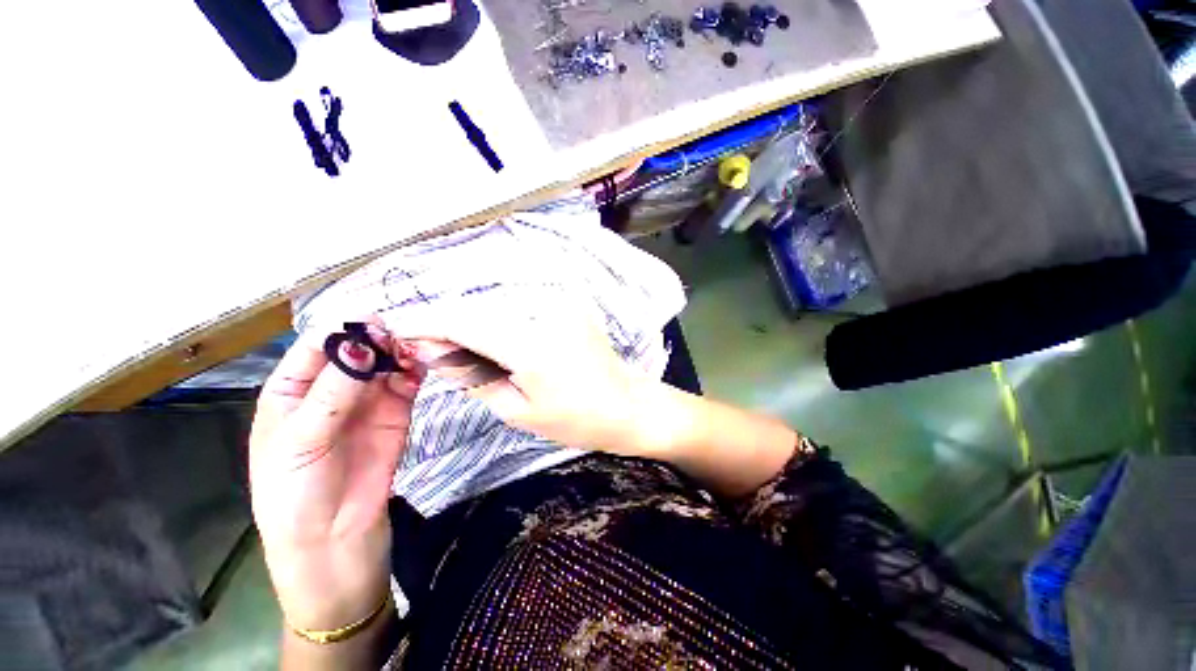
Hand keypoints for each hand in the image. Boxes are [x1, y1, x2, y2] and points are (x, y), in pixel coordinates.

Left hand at [249, 324, 422, 630]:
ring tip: (416, 349)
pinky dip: (415, 370)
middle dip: (378, 339)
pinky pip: (407, 382)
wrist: (334, 539)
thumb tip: (362, 344)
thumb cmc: (296, 492)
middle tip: (400, 336)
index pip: (317, 345)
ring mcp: (367, 400)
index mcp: (293, 388)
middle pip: (357, 350)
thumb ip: (333, 392)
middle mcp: (332, 388)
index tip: (372, 322)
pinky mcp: (397, 412)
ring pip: (386, 362)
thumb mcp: (302, 441)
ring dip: (400, 352)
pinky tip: (422, 365)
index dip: (343, 330)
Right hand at [391, 298, 655, 455]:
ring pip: (499, 304)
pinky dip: (502, 319)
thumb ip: (472, 375)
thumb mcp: (517, 408)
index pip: (463, 321)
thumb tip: (431, 349)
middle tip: (431, 347)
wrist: (628, 404)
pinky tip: (501, 341)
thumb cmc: (576, 418)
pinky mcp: (570, 300)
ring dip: (477, 322)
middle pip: (479, 309)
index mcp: (531, 344)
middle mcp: (546, 310)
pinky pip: (522, 304)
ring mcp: (562, 301)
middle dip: (450, 324)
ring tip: (470, 350)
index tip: (396, 327)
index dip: (426, 322)